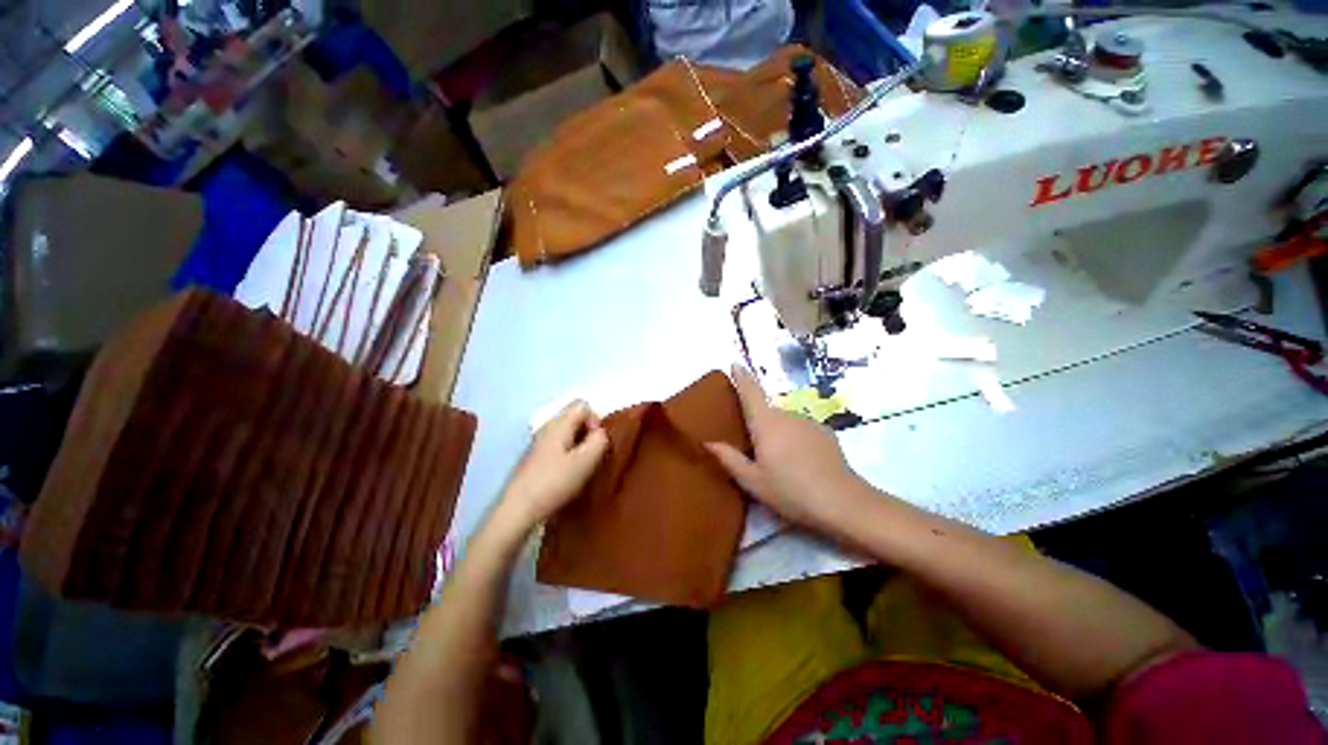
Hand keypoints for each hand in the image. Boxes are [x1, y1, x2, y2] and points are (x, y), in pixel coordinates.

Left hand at [496, 401, 608, 533]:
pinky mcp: (536, 459)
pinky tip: (569, 475)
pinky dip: (569, 455)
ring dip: (580, 446)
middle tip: (593, 456)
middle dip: (588, 433)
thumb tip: (600, 432)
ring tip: (583, 467)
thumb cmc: (555, 482)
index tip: (596, 443)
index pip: (583, 405)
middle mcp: (547, 428)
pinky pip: (559, 447)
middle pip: (575, 418)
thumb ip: (600, 439)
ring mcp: (539, 443)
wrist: (518, 511)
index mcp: (559, 423)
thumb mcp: (586, 460)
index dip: (596, 420)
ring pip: (568, 434)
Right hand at [706, 364, 862, 533]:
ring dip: (777, 432)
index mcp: (766, 423)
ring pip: (784, 421)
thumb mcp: (753, 481)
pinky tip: (800, 462)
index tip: (735, 363)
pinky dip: (795, 438)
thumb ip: (729, 459)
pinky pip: (801, 429)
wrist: (842, 502)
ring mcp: (808, 422)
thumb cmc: (790, 491)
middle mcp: (787, 415)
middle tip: (754, 447)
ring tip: (779, 460)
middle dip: (758, 422)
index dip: (741, 377)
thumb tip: (708, 442)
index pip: (750, 392)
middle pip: (766, 410)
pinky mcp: (825, 432)